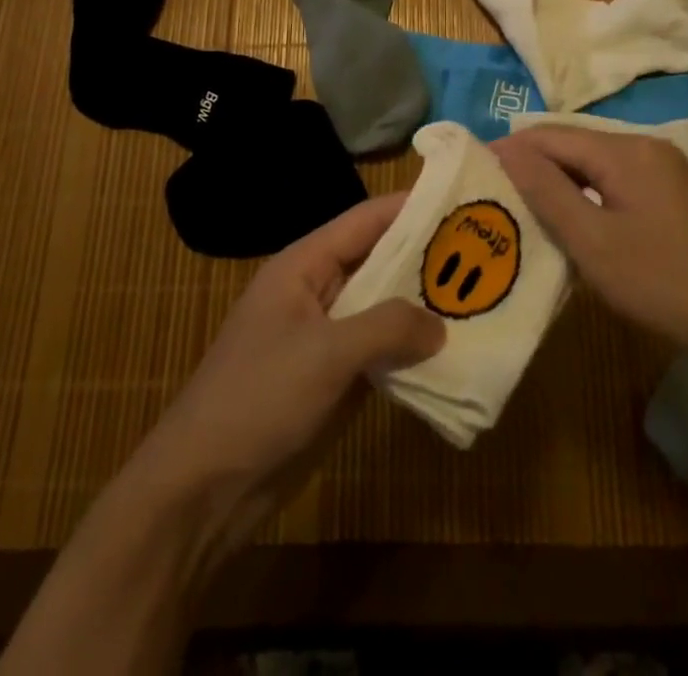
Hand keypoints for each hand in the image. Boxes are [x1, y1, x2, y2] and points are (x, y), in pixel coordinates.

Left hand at [131, 192, 444, 552]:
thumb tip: (440, 324)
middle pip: (378, 262)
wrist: (205, 488)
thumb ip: (387, 327)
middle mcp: (318, 291)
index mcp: (304, 265)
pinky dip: (410, 350)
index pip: (365, 221)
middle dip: (425, 258)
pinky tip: (451, 352)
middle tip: (483, 251)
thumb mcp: (326, 353)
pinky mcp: (333, 379)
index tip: (459, 200)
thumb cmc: (259, 398)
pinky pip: (379, 352)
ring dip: (422, 307)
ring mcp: (325, 337)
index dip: (410, 207)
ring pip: (383, 309)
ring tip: (479, 298)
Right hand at [494, 126, 687, 375]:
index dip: (510, 151)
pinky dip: (592, 197)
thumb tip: (506, 149)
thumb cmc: (670, 284)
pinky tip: (582, 224)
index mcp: (625, 151)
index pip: (550, 136)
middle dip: (534, 167)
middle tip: (498, 198)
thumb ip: (548, 193)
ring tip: (529, 212)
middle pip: (575, 146)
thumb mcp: (596, 244)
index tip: (475, 173)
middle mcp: (647, 147)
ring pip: (598, 166)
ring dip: (563, 184)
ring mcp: (670, 171)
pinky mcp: (682, 196)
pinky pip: (622, 183)